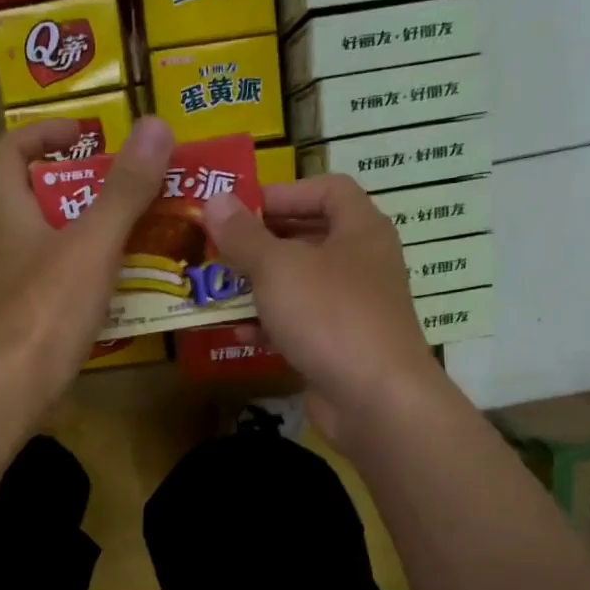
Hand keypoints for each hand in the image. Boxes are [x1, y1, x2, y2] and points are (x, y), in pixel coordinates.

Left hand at [0, 115, 175, 408]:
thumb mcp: (92, 244)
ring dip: (99, 234)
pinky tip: (131, 288)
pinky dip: (97, 276)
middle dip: (90, 187)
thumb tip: (155, 125)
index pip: (10, 151)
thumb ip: (124, 190)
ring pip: (60, 245)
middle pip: (43, 198)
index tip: (87, 134)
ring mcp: (19, 287)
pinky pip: (68, 284)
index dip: (43, 132)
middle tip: (137, 188)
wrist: (11, 391)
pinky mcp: (33, 321)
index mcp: (10, 214)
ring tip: (148, 234)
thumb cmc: (46, 310)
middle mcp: (8, 245)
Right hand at [203, 174, 439, 444]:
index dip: (283, 192)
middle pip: (308, 238)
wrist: (375, 399)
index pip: (327, 189)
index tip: (239, 207)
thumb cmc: (330, 315)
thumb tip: (214, 200)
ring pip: (299, 286)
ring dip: (258, 287)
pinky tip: (237, 334)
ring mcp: (352, 308)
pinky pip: (300, 325)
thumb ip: (243, 235)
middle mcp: (361, 263)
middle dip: (261, 243)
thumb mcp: (278, 268)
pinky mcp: (340, 347)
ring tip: (218, 289)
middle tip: (218, 248)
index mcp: (359, 229)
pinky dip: (270, 326)